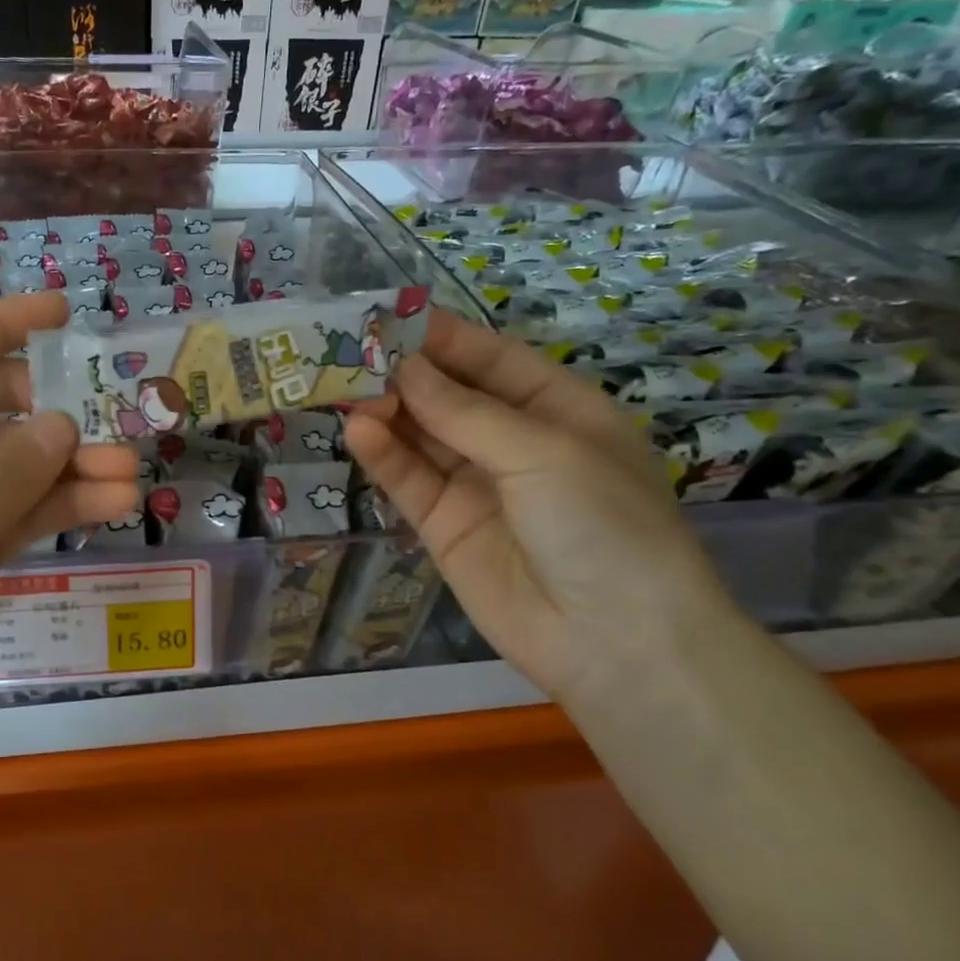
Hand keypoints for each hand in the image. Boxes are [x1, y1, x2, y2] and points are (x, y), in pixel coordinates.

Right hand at [344, 309, 740, 703]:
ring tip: (344, 389)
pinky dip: (383, 456)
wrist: (615, 643)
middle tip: (349, 352)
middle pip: (448, 395)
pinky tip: (358, 431)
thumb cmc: (602, 525)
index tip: (388, 317)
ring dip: (386, 411)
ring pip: (421, 435)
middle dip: (404, 374)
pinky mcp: (443, 524)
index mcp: (558, 409)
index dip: (442, 337)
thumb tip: (403, 368)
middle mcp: (513, 441)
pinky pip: (409, 480)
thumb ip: (465, 411)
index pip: (491, 359)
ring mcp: (476, 484)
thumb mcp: (543, 453)